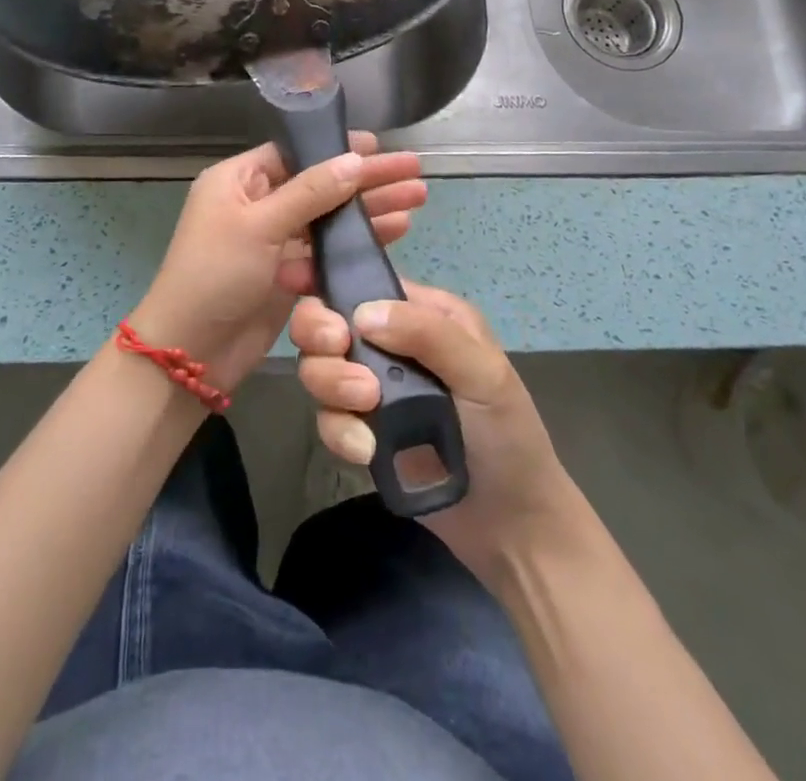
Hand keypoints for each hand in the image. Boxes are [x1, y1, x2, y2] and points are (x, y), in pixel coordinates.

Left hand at [128, 135, 425, 395]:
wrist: (191, 351)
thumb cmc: (216, 274)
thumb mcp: (259, 225)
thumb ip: (310, 192)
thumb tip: (355, 159)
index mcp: (238, 180)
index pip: (296, 153)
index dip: (338, 148)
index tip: (380, 146)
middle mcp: (257, 203)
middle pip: (320, 183)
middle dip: (366, 179)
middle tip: (414, 172)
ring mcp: (274, 240)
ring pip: (329, 217)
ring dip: (370, 209)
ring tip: (418, 199)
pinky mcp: (288, 273)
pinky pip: (328, 249)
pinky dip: (357, 241)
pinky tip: (396, 231)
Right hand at [291, 283, 582, 582]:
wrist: (511, 526)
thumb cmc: (508, 435)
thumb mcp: (484, 374)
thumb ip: (428, 334)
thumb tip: (361, 313)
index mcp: (423, 313)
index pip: (365, 282)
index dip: (326, 280)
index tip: (294, 281)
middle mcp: (391, 343)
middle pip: (327, 322)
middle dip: (321, 336)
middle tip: (337, 352)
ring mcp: (374, 388)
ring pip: (319, 368)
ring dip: (331, 384)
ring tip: (366, 408)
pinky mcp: (362, 431)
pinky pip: (327, 419)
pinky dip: (339, 432)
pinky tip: (367, 451)